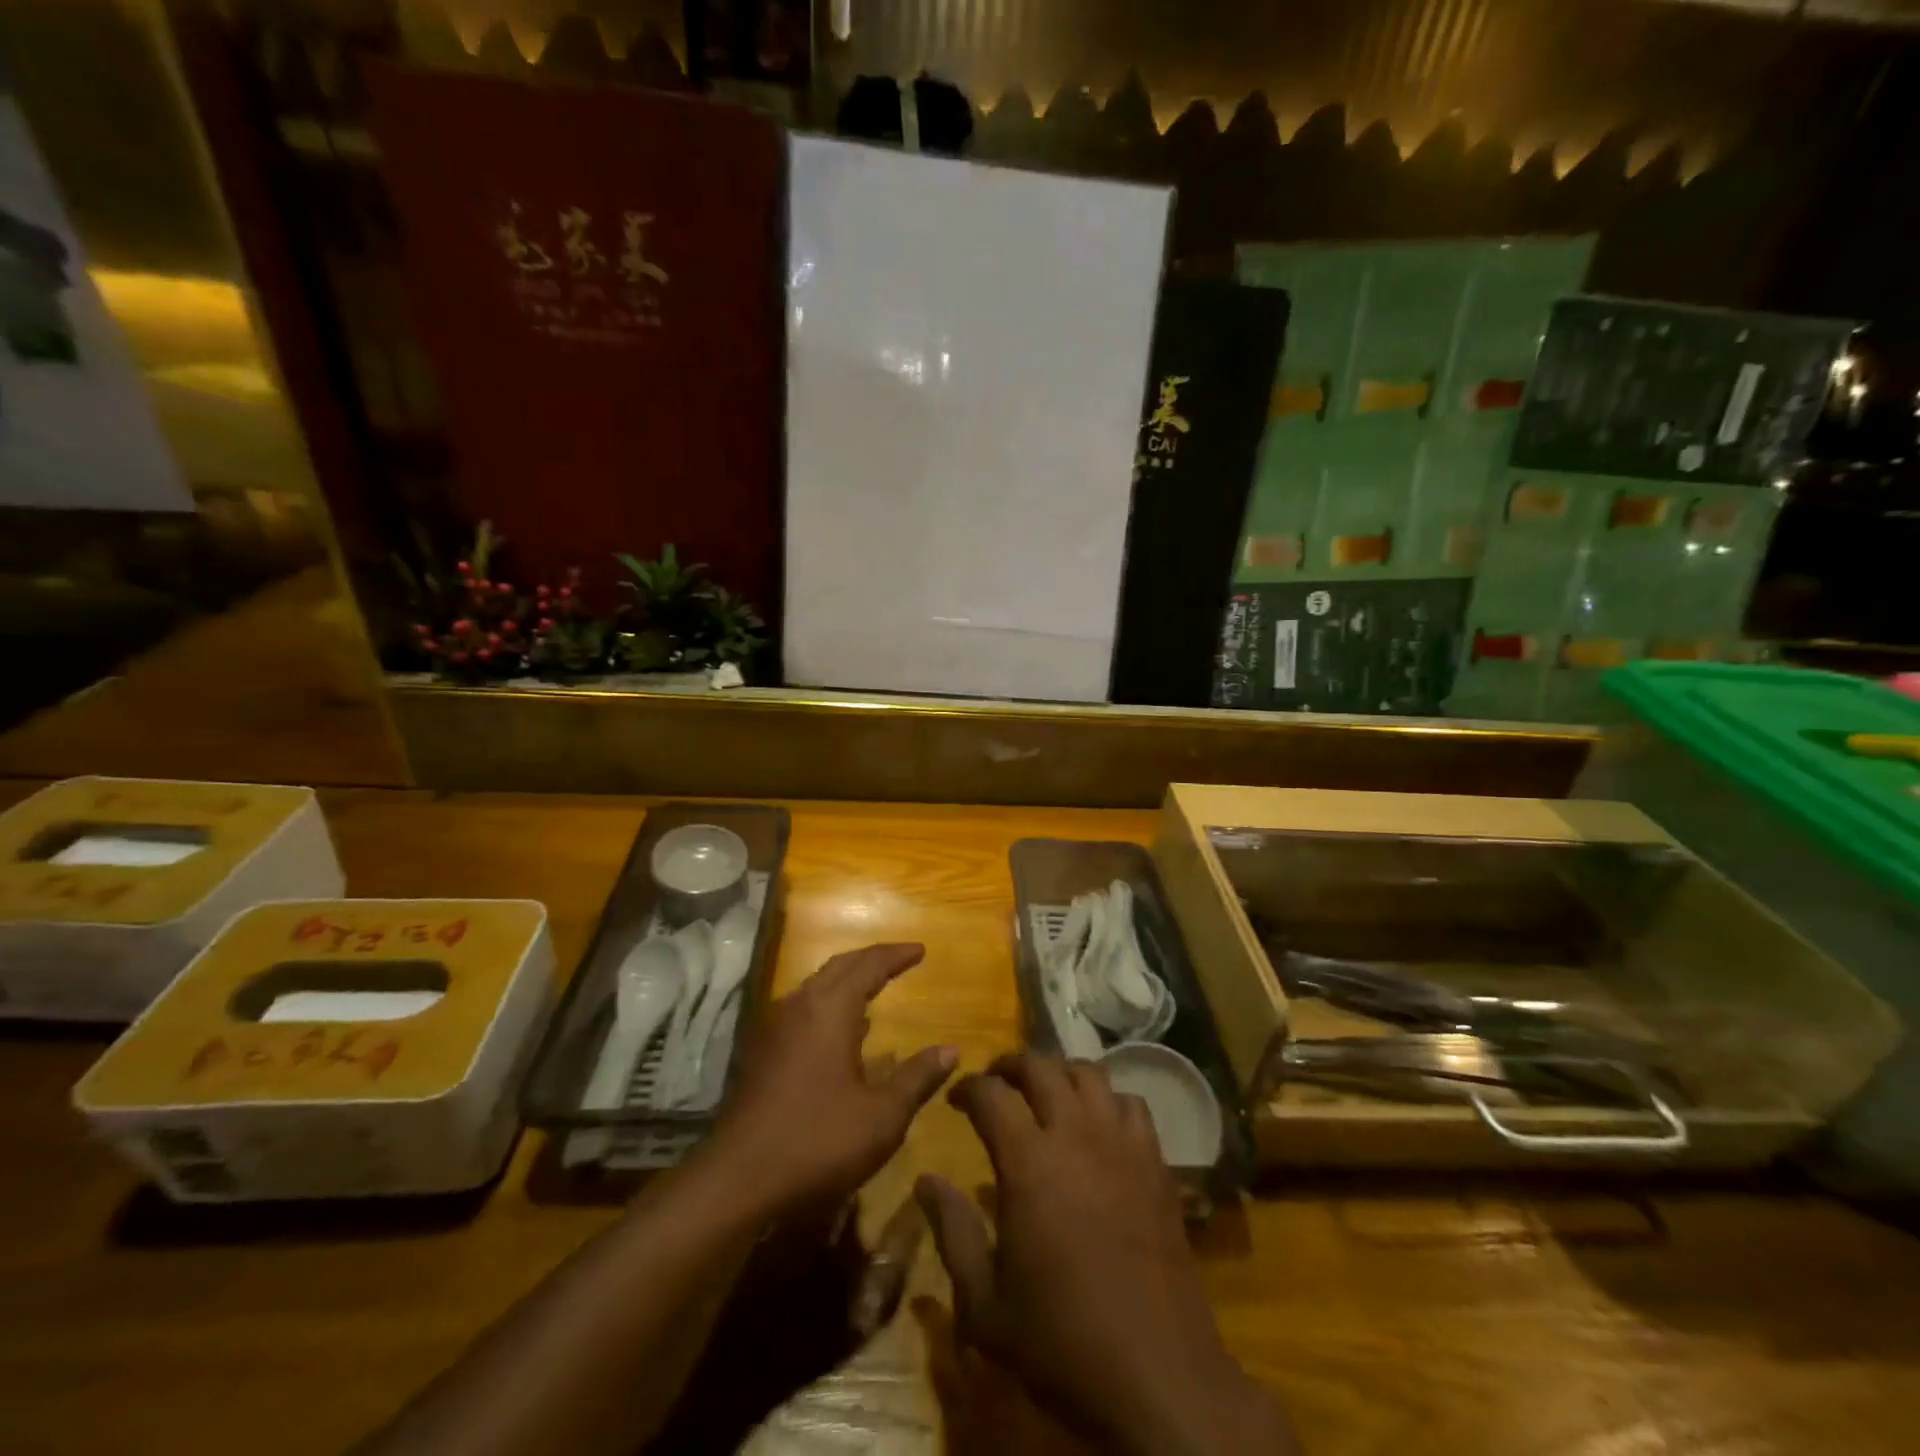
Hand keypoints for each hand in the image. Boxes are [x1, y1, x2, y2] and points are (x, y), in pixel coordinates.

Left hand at [710, 943, 955, 1213]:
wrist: (738, 1179)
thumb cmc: (817, 1141)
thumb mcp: (881, 1116)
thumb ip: (916, 1078)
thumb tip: (950, 1050)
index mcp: (831, 1010)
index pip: (869, 965)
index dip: (896, 955)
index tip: (921, 949)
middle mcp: (800, 1006)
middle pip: (840, 966)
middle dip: (871, 959)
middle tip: (900, 959)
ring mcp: (776, 1028)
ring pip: (817, 986)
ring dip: (847, 980)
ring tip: (874, 987)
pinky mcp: (763, 1052)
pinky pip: (803, 1009)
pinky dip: (829, 1004)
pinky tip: (843, 1031)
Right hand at [917, 1054, 1293, 1455]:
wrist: (1157, 1375)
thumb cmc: (1061, 1342)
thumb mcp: (985, 1304)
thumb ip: (952, 1232)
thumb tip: (926, 1182)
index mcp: (1028, 1162)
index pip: (990, 1095)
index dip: (968, 1088)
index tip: (955, 1098)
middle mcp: (1075, 1135)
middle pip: (1040, 1067)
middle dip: (1010, 1065)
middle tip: (995, 1082)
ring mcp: (1121, 1143)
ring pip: (1088, 1073)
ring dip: (1059, 1072)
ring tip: (1044, 1092)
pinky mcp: (1155, 1161)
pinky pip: (1129, 1103)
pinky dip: (1106, 1099)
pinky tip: (1097, 1124)